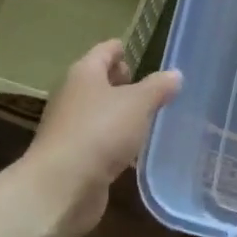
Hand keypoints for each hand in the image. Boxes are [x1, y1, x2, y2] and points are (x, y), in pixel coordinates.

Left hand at [22, 41, 181, 236]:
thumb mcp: (138, 104)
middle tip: (152, 87)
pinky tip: (135, 148)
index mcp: (85, 74)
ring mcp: (71, 128)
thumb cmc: (100, 132)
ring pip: (100, 112)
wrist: (61, 187)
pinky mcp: (74, 157)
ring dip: (121, 114)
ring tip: (150, 117)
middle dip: (124, 83)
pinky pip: (100, 139)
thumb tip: (175, 74)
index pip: (105, 51)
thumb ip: (158, 87)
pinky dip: (116, 140)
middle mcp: (73, 96)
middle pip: (100, 81)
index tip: (140, 53)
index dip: (122, 49)